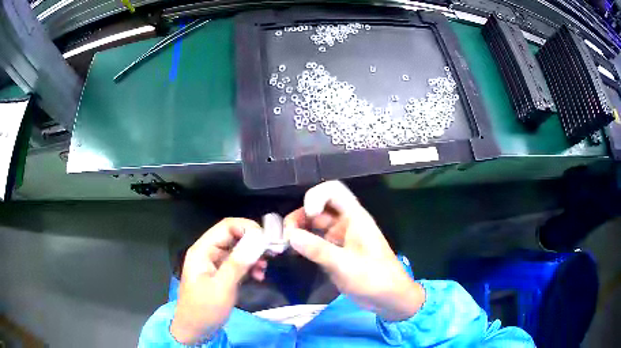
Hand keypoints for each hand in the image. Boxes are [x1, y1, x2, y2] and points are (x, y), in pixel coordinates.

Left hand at [170, 218, 267, 343]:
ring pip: (237, 250)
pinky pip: (237, 263)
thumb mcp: (222, 287)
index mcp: (203, 250)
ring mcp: (214, 263)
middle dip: (253, 243)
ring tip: (265, 268)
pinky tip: (259, 276)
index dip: (248, 228)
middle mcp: (208, 252)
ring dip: (253, 256)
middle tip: (272, 253)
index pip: (226, 226)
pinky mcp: (220, 274)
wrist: (195, 330)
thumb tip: (257, 240)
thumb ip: (237, 263)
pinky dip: (249, 267)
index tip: (267, 240)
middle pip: (233, 236)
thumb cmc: (205, 309)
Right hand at [284, 181, 424, 321]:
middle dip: (300, 216)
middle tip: (285, 235)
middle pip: (318, 208)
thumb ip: (318, 250)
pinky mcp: (334, 253)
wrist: (388, 298)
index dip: (316, 196)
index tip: (308, 214)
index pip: (333, 192)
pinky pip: (314, 242)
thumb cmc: (374, 278)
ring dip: (298, 230)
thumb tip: (290, 235)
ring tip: (284, 244)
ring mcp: (338, 239)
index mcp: (354, 217)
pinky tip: (291, 252)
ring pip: (313, 226)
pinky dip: (302, 244)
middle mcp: (345, 223)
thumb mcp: (346, 265)